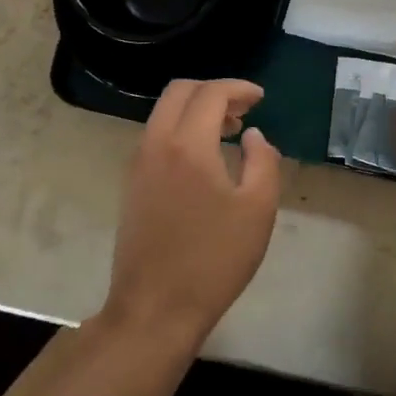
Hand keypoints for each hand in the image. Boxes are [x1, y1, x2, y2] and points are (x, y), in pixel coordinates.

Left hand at [105, 78, 281, 344]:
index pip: (210, 94)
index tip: (260, 98)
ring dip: (196, 110)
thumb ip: (263, 162)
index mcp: (187, 145)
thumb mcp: (257, 210)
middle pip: (179, 92)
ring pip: (164, 114)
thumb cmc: (214, 259)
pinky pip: (156, 137)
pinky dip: (181, 130)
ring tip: (229, 131)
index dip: (238, 88)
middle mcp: (155, 144)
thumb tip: (254, 136)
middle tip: (243, 110)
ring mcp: (138, 164)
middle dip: (213, 91)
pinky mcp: (132, 185)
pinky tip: (205, 158)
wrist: (155, 307)